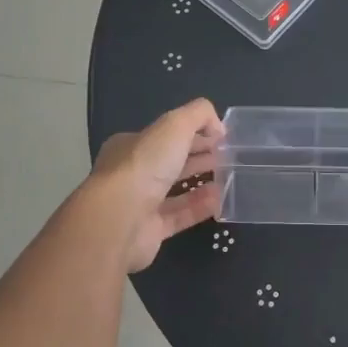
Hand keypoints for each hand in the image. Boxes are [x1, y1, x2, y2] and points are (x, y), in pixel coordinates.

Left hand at [90, 99, 224, 271]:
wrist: (119, 219)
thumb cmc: (144, 164)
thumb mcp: (174, 124)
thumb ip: (198, 115)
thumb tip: (218, 127)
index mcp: (131, 145)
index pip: (165, 135)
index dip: (193, 132)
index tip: (219, 137)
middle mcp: (132, 173)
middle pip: (170, 161)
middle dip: (198, 156)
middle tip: (227, 156)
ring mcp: (139, 204)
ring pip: (175, 190)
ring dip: (201, 182)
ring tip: (228, 177)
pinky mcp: (149, 231)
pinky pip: (179, 216)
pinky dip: (199, 207)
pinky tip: (220, 201)